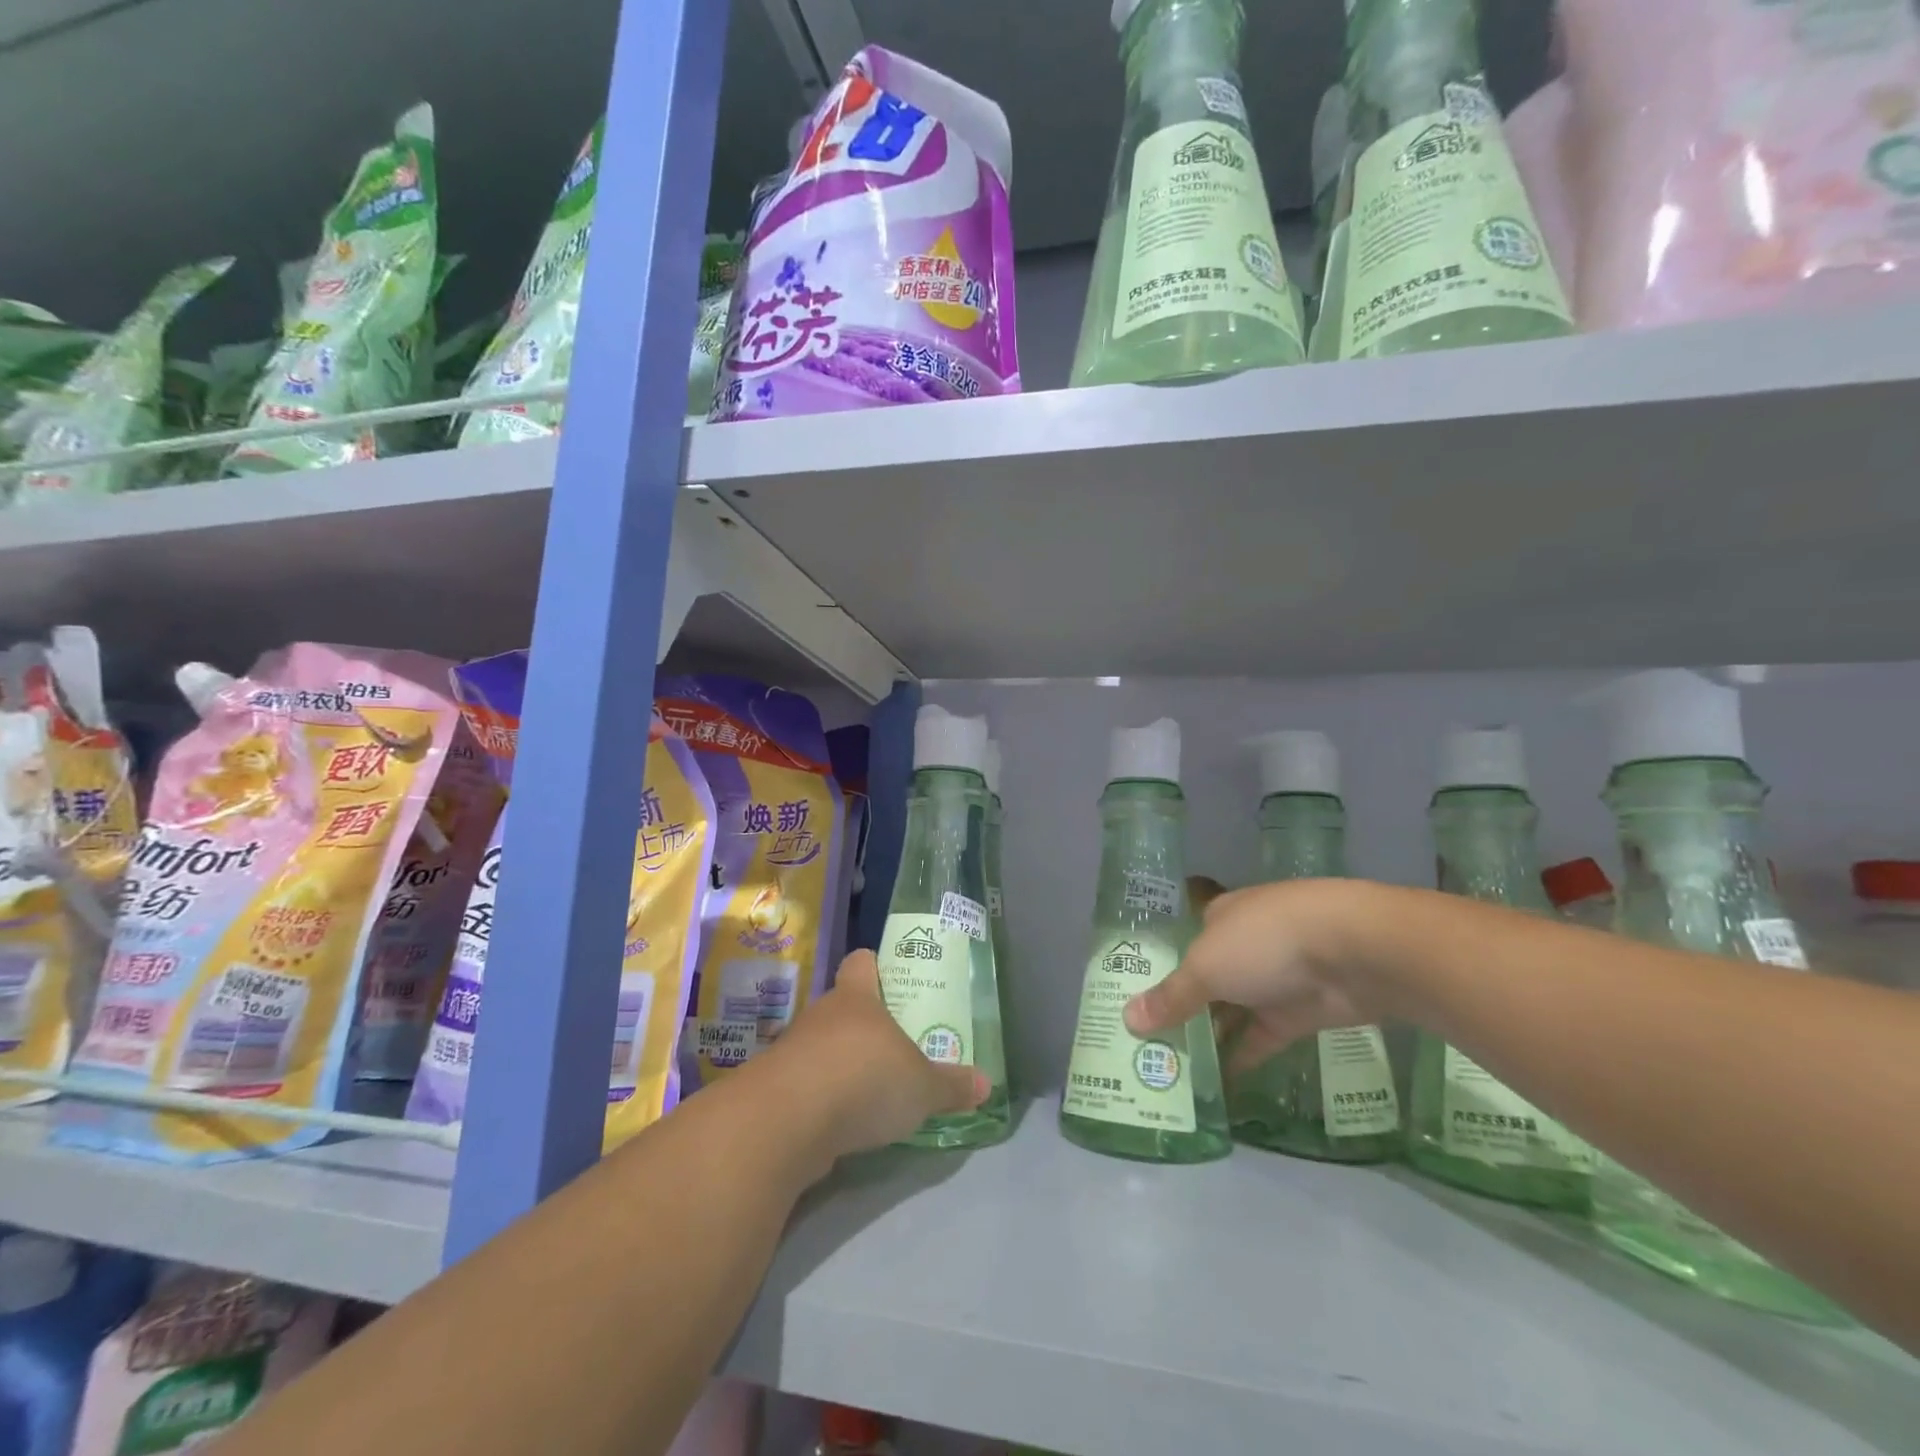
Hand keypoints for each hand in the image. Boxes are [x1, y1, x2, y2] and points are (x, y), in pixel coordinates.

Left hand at [763, 950, 986, 1165]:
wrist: (786, 1122)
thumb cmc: (863, 1079)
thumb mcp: (921, 1087)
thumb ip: (951, 1086)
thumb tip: (987, 1085)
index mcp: (857, 999)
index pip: (861, 964)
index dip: (873, 966)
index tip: (887, 975)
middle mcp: (821, 1016)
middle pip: (842, 1007)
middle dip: (863, 1024)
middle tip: (893, 1044)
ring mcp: (792, 1051)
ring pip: (821, 1047)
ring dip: (839, 1063)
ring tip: (868, 1087)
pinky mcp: (774, 1090)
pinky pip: (804, 1085)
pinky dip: (820, 1098)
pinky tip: (839, 1121)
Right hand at [1125, 880, 1379, 1072]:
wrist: (1353, 953)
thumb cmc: (1265, 942)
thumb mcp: (1205, 968)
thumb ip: (1171, 998)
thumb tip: (1127, 1020)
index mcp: (1218, 918)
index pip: (1182, 944)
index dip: (1159, 971)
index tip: (1134, 1002)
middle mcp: (1243, 945)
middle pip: (1205, 980)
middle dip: (1181, 1009)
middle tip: (1145, 1045)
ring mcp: (1273, 980)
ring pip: (1232, 1011)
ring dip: (1209, 1037)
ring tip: (1172, 1069)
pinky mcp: (1299, 1014)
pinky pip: (1261, 1038)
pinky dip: (1242, 1058)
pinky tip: (1216, 1086)